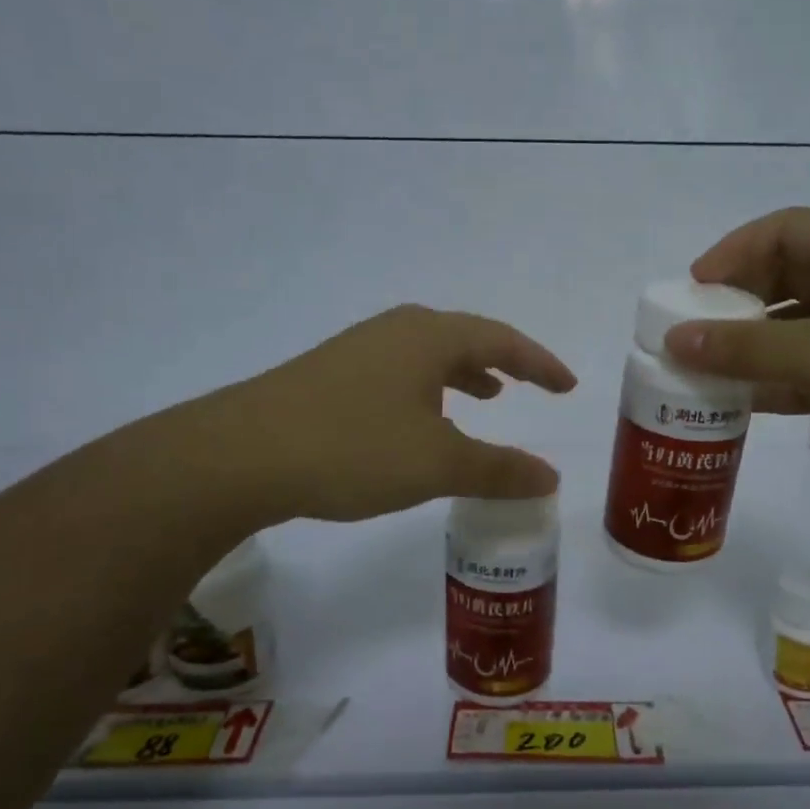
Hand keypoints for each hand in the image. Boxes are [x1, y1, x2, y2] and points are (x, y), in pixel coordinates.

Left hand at [220, 305, 576, 522]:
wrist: (241, 455)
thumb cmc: (353, 448)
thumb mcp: (437, 463)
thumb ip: (499, 469)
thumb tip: (551, 477)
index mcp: (429, 337)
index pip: (502, 340)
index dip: (540, 363)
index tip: (568, 386)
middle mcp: (396, 332)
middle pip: (464, 338)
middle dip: (502, 362)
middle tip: (528, 385)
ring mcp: (358, 351)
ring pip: (427, 356)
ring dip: (462, 375)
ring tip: (484, 398)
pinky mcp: (330, 376)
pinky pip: (399, 374)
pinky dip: (427, 391)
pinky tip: (419, 423)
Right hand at [662, 208, 809, 502]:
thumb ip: (744, 348)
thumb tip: (675, 340)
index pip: (784, 229)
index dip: (733, 251)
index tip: (693, 288)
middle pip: (789, 276)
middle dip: (739, 302)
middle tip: (696, 332)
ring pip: (799, 326)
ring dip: (755, 346)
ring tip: (707, 370)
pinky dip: (780, 381)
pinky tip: (743, 402)